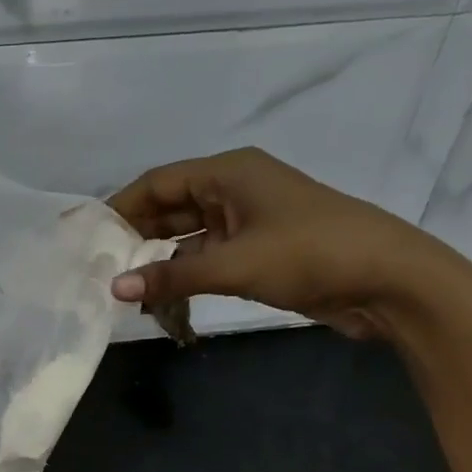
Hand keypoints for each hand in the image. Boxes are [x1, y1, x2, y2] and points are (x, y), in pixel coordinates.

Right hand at [107, 148, 467, 338]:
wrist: (389, 280)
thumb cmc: (311, 254)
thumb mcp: (235, 264)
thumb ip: (171, 277)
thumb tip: (113, 289)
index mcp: (229, 173)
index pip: (157, 183)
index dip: (118, 207)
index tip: (83, 234)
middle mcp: (233, 190)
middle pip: (168, 207)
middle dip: (133, 237)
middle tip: (95, 267)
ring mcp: (246, 222)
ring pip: (184, 236)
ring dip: (156, 261)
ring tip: (118, 288)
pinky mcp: (256, 251)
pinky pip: (204, 258)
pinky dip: (181, 275)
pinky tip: (156, 299)